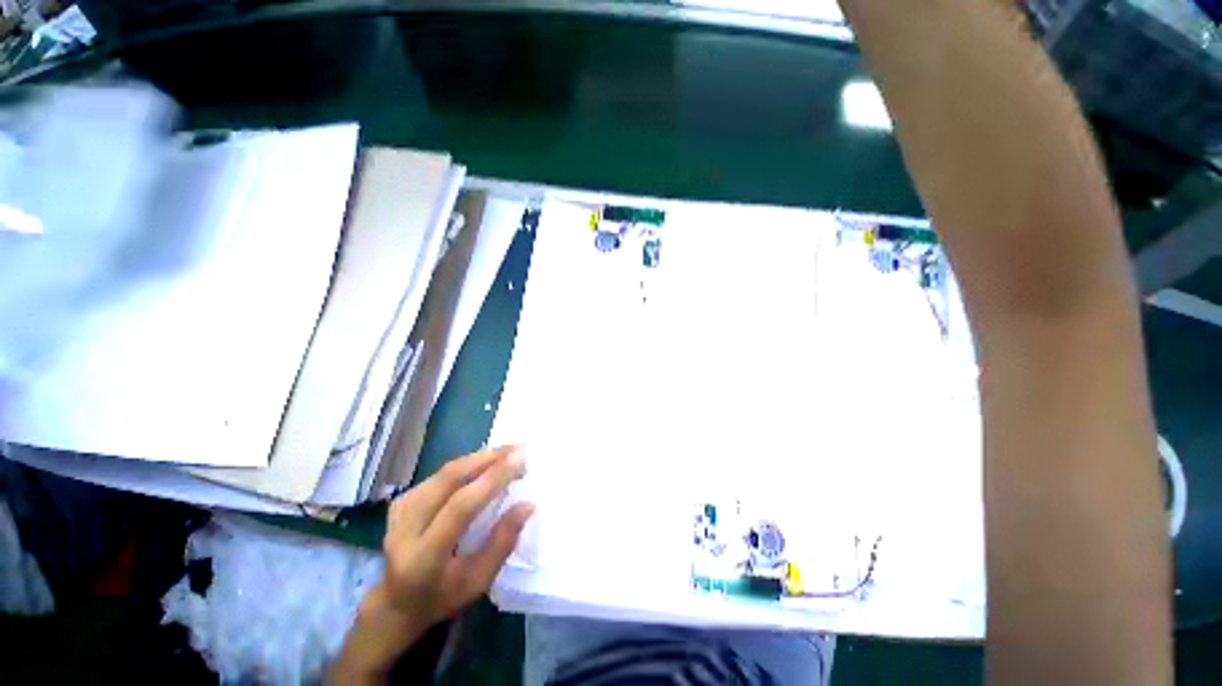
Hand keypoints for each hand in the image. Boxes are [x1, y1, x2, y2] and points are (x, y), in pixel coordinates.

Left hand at [332, 446, 533, 682]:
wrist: (396, 604)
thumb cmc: (443, 597)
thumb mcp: (478, 581)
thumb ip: (502, 542)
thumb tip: (528, 504)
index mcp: (423, 557)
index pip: (460, 507)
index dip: (492, 479)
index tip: (522, 459)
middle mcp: (405, 528)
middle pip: (449, 479)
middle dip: (488, 458)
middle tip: (518, 449)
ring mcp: (400, 511)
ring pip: (446, 471)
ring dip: (480, 458)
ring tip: (508, 453)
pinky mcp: (401, 501)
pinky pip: (440, 474)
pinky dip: (467, 464)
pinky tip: (486, 463)